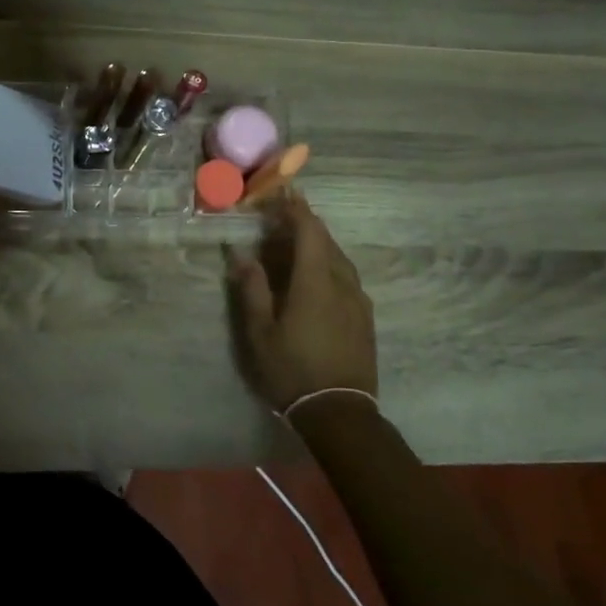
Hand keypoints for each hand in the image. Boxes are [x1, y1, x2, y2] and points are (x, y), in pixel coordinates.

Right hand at [228, 194, 376, 410]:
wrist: (340, 412)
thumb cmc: (292, 370)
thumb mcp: (260, 332)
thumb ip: (251, 288)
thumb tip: (240, 253)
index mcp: (315, 281)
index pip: (310, 231)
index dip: (296, 208)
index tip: (283, 192)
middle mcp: (342, 283)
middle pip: (326, 241)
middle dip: (304, 224)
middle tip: (280, 217)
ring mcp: (358, 300)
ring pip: (339, 258)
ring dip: (318, 244)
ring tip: (295, 244)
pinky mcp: (365, 317)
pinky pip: (347, 276)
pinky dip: (329, 264)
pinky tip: (316, 276)